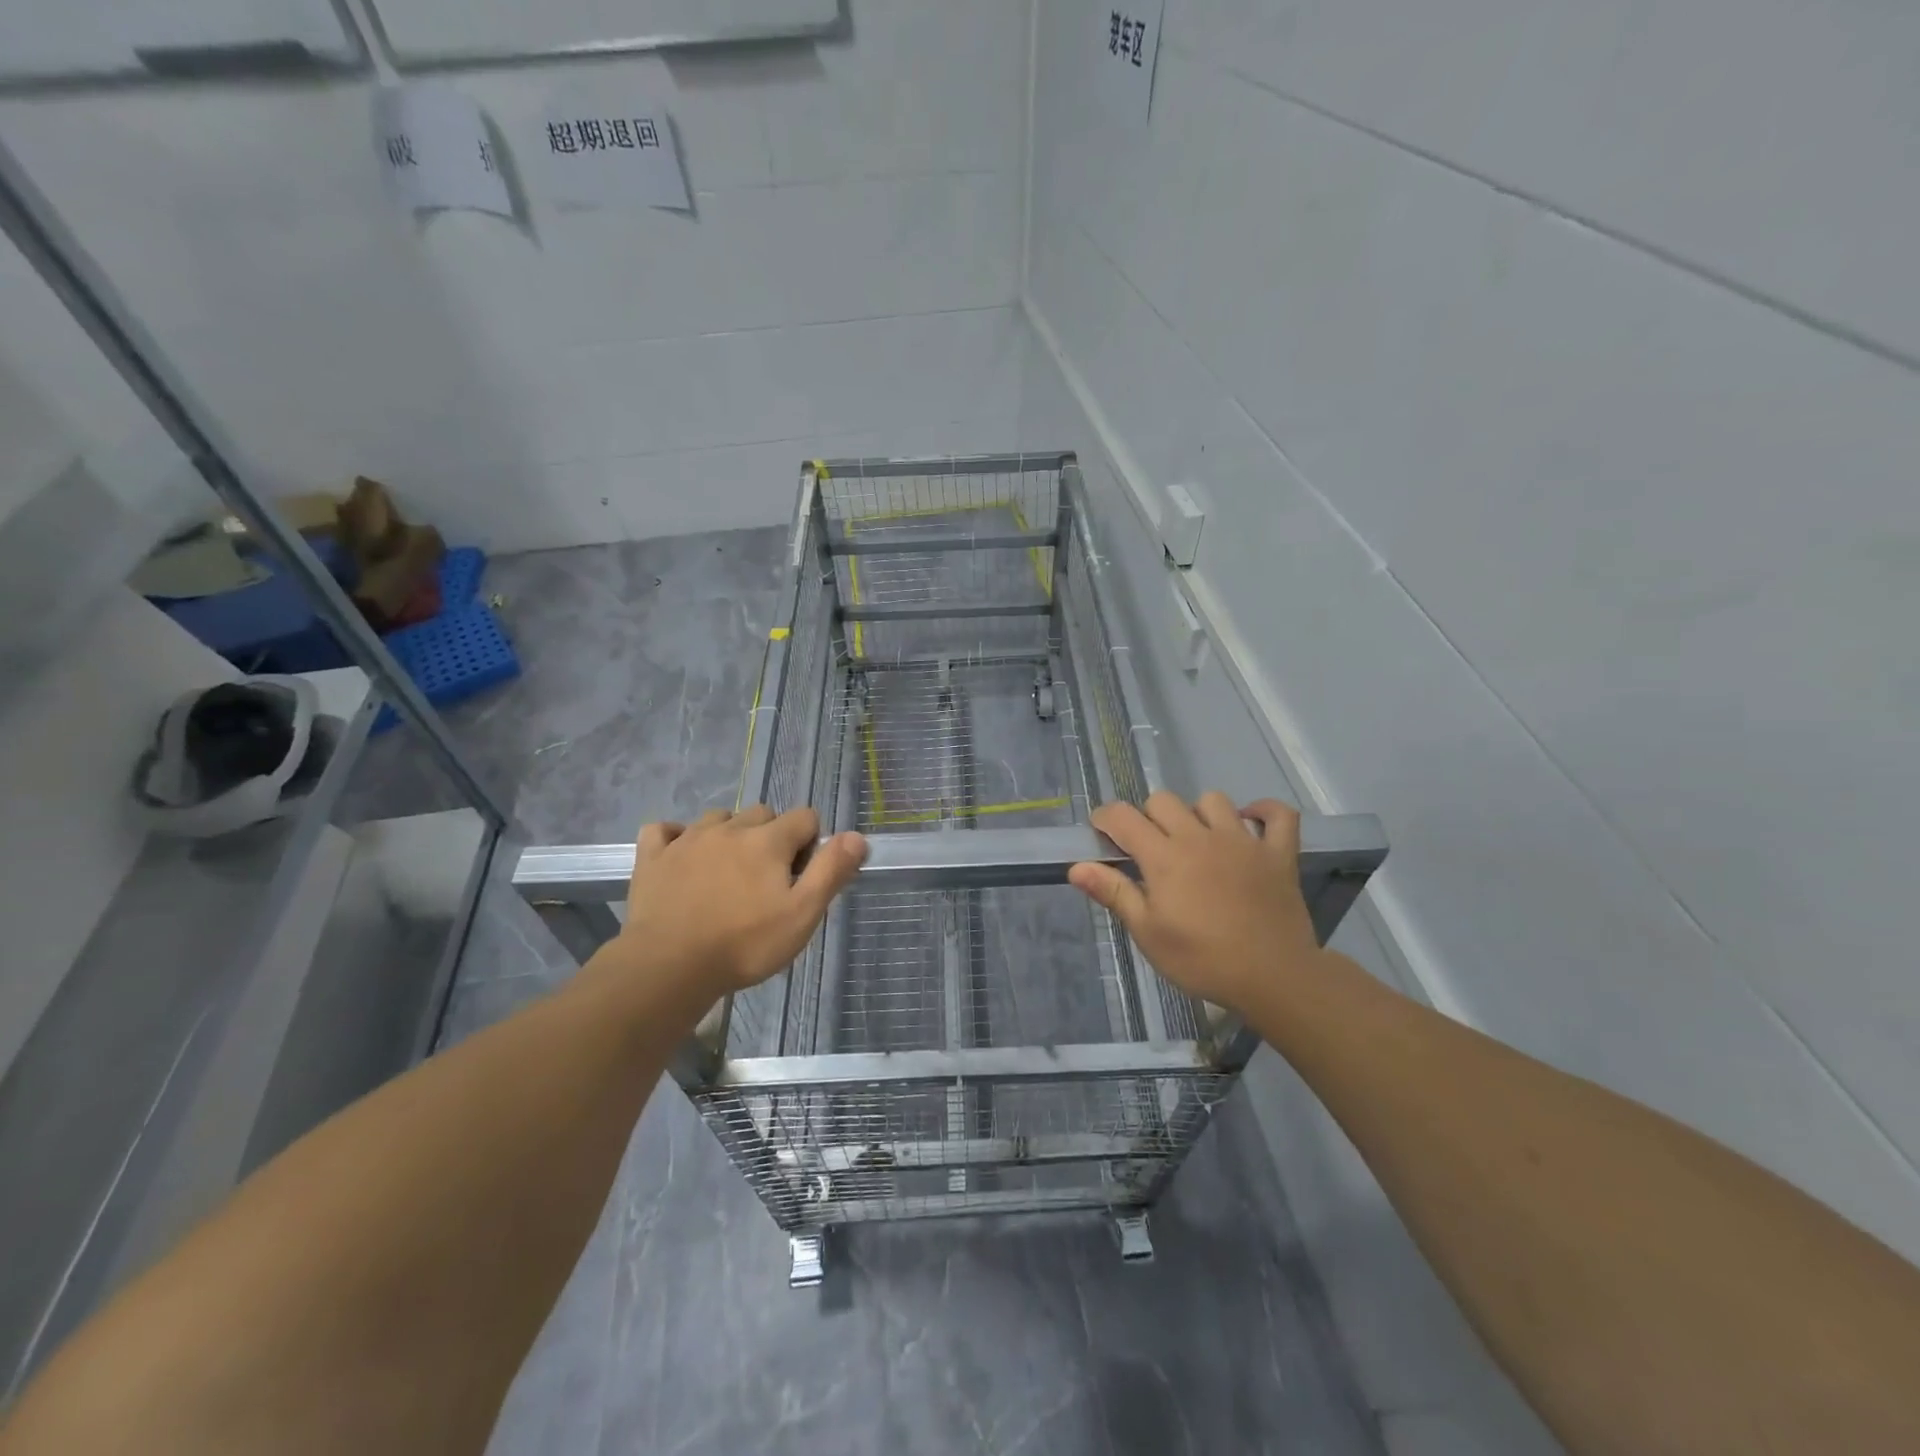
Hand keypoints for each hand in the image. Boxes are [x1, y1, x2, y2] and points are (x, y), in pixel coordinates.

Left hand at [613, 805, 866, 1000]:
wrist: (669, 966)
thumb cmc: (745, 944)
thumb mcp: (802, 914)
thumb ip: (831, 871)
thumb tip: (856, 836)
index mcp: (768, 840)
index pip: (804, 817)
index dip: (810, 842)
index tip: (801, 877)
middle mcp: (729, 828)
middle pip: (762, 814)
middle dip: (772, 837)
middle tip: (768, 880)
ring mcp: (687, 839)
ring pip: (718, 819)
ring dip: (730, 834)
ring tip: (729, 871)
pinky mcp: (653, 857)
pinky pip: (664, 830)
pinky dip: (675, 836)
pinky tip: (681, 856)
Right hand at [1068, 791, 1324, 1015]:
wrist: (1273, 978)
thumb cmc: (1201, 960)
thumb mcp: (1148, 933)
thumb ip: (1114, 893)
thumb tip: (1077, 867)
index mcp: (1164, 857)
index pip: (1123, 817)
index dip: (1105, 818)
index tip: (1100, 832)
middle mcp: (1200, 837)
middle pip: (1164, 800)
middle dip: (1148, 817)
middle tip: (1150, 848)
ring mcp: (1243, 841)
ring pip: (1213, 800)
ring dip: (1198, 813)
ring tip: (1197, 840)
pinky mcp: (1278, 853)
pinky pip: (1279, 814)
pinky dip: (1264, 812)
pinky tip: (1251, 823)